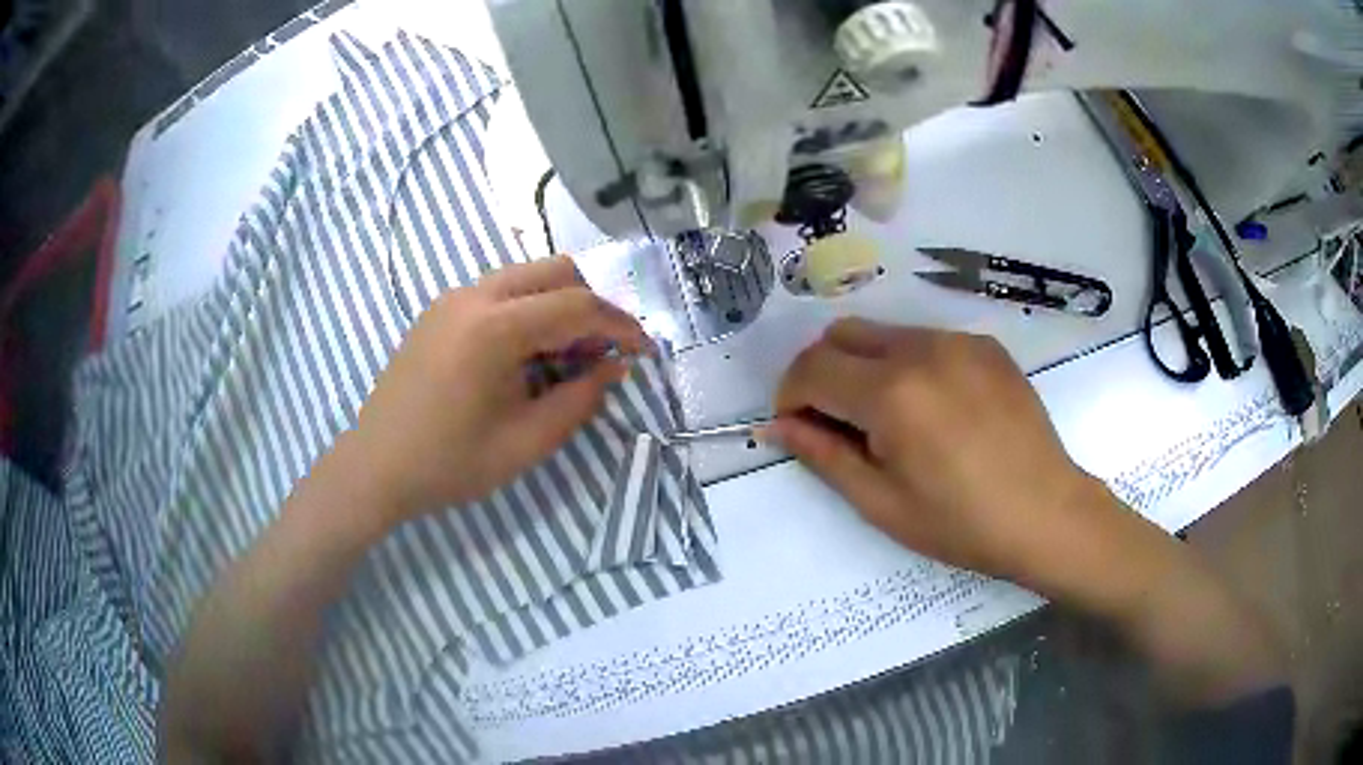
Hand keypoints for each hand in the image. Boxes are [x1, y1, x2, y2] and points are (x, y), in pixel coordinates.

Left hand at [346, 257, 646, 524]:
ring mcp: (452, 298)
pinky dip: (530, 309)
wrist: (376, 467)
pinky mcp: (440, 310)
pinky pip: (500, 291)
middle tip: (609, 347)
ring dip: (561, 304)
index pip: (577, 306)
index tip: (646, 350)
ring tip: (571, 355)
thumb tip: (615, 366)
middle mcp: (474, 295)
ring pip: (527, 276)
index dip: (621, 325)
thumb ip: (581, 400)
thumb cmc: (450, 463)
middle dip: (593, 303)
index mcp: (495, 327)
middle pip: (555, 271)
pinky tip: (529, 353)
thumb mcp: (527, 442)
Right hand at [766, 318, 1116, 587]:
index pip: (812, 369)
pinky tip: (936, 410)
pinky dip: (909, 365)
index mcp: (891, 394)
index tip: (796, 427)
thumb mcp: (881, 503)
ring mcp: (958, 341)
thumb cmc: (961, 523)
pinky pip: (926, 341)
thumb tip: (777, 426)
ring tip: (892, 420)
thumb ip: (823, 455)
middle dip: (822, 373)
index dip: (790, 396)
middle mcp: (921, 350)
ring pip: (884, 334)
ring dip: (865, 367)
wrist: (1046, 513)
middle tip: (838, 422)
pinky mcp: (985, 344)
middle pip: (841, 335)